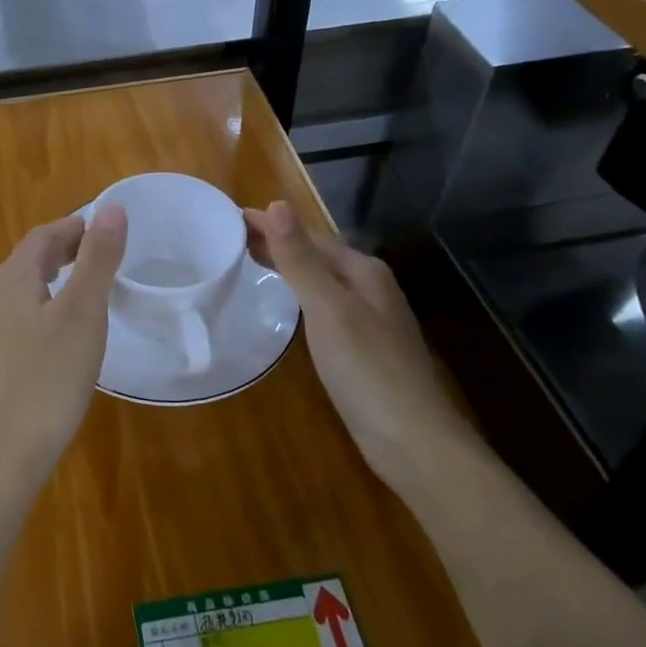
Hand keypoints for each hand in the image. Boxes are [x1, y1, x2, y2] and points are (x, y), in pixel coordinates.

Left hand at [0, 205, 128, 479]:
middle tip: (102, 254)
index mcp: (12, 280)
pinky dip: (46, 309)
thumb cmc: (48, 379)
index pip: (43, 235)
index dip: (75, 226)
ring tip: (88, 290)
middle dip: (65, 250)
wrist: (0, 457)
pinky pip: (20, 319)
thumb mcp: (83, 313)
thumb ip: (97, 259)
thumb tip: (111, 207)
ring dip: (55, 280)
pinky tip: (63, 335)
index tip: (106, 228)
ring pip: (24, 291)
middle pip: (30, 260)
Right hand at [244, 201, 469, 479]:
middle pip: (317, 255)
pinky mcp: (363, 348)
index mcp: (363, 272)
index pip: (309, 235)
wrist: (414, 442)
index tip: (231, 215)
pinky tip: (287, 306)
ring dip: (288, 266)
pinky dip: (298, 294)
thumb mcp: (328, 309)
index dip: (271, 223)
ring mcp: (369, 319)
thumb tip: (277, 204)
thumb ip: (301, 260)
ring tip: (250, 261)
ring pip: (320, 280)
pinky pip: (323, 305)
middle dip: (278, 241)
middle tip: (231, 236)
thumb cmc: (367, 370)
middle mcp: (370, 288)